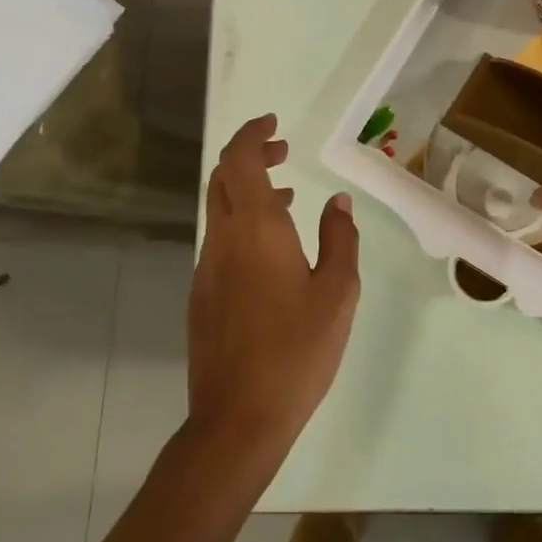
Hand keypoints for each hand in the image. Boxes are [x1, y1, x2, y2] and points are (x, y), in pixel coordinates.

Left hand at [185, 115, 360, 473]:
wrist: (238, 418)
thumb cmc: (297, 350)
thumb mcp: (337, 292)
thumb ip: (340, 239)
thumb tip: (339, 203)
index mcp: (256, 230)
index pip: (239, 161)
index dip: (252, 135)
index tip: (275, 123)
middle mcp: (223, 240)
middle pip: (223, 178)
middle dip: (249, 155)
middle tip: (283, 151)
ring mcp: (207, 269)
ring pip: (220, 209)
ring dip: (248, 190)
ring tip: (289, 196)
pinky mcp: (202, 296)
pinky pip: (220, 240)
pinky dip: (243, 223)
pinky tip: (273, 250)